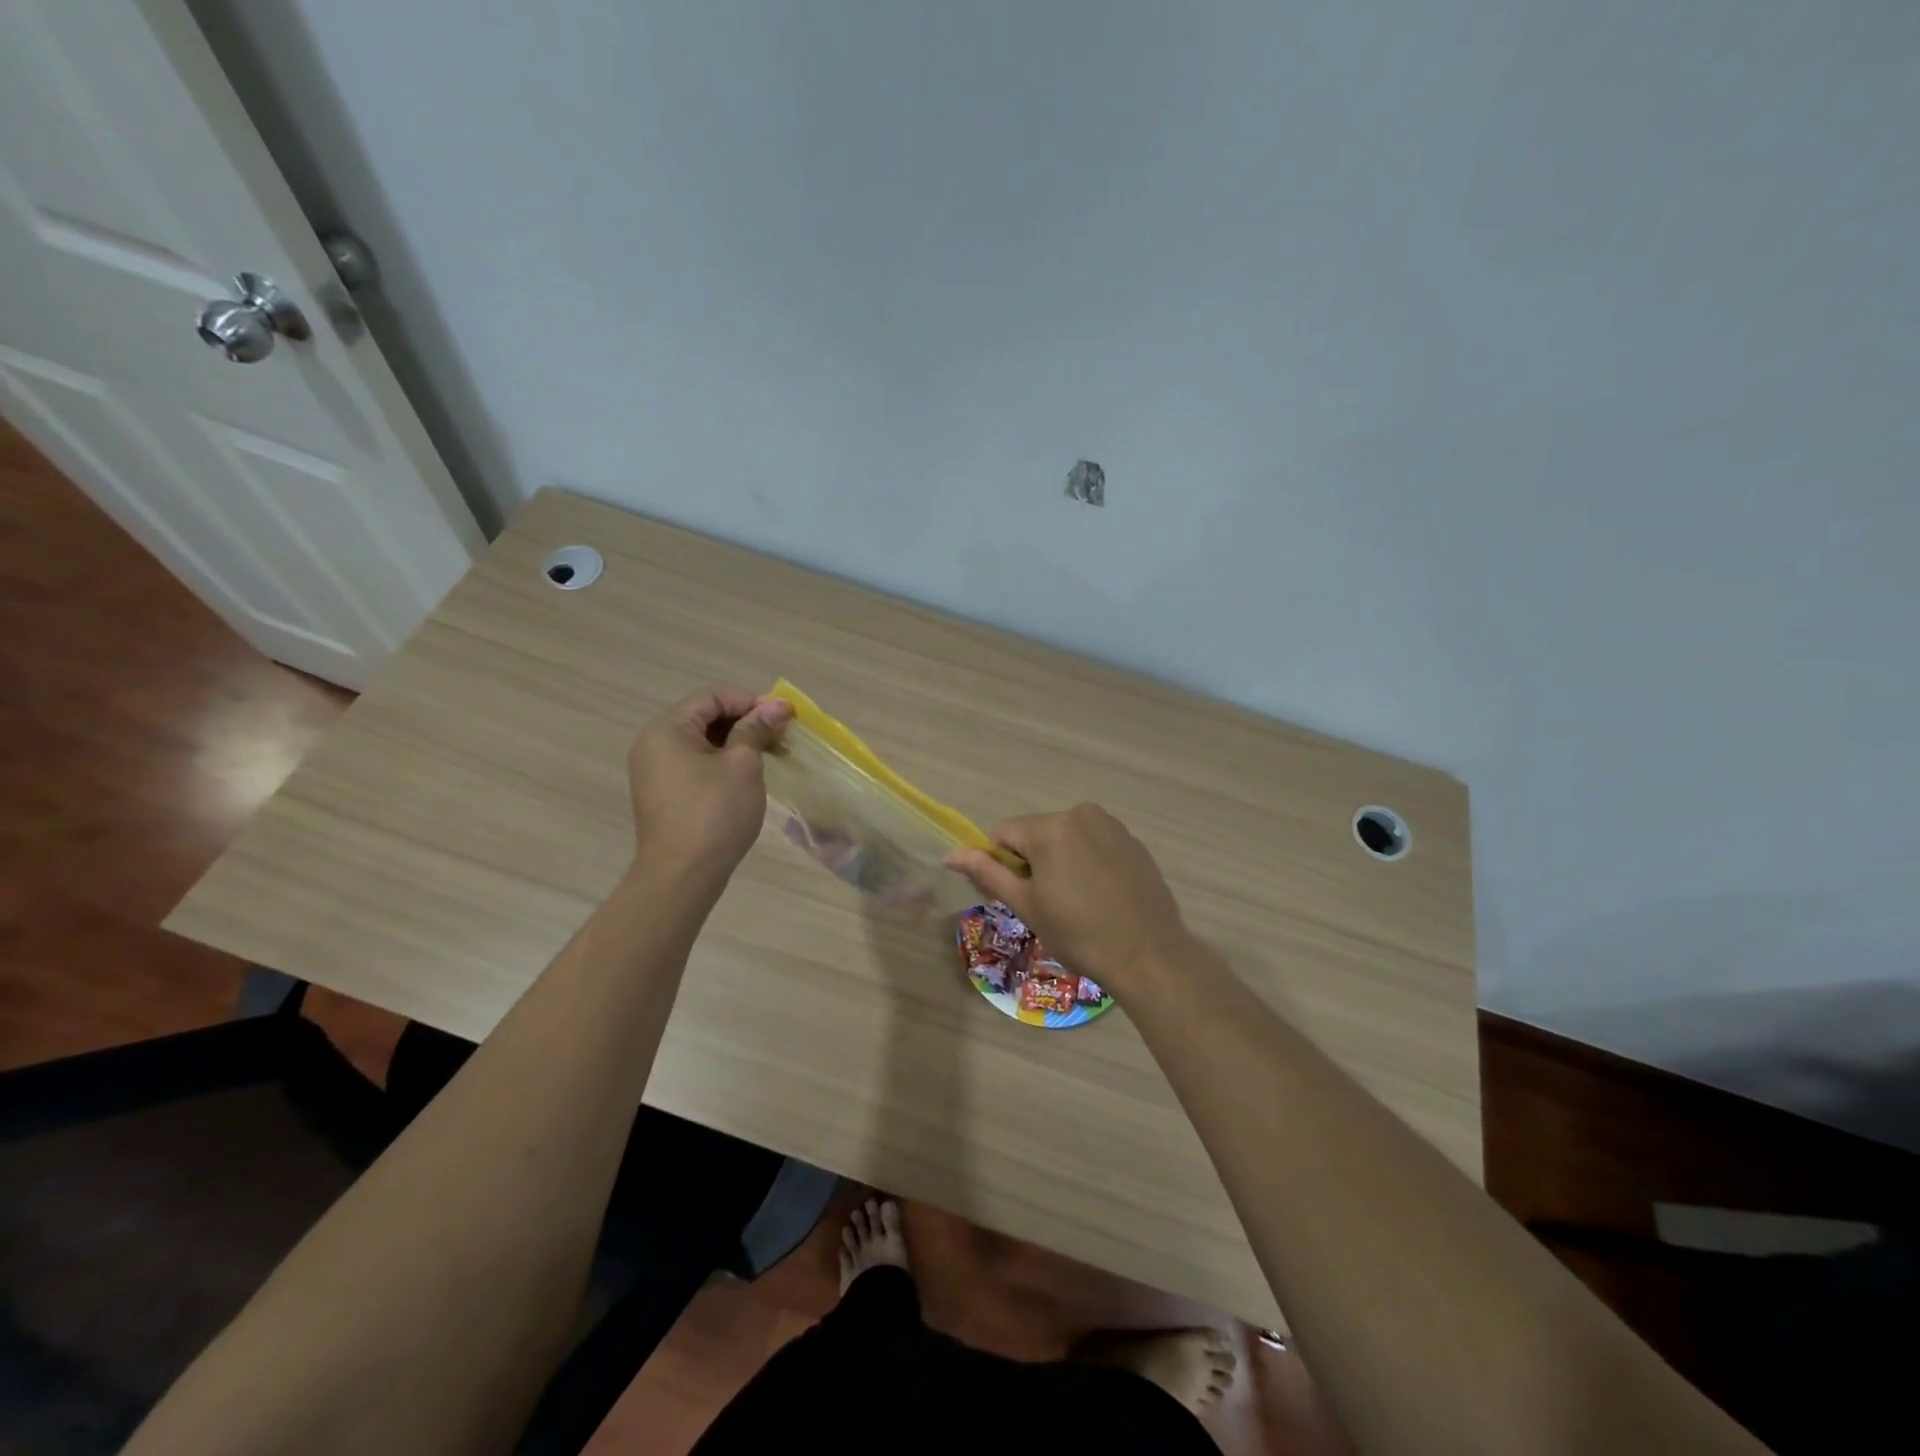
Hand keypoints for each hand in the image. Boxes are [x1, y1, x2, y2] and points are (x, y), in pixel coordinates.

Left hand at [627, 687, 791, 876]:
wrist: (682, 875)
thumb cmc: (714, 813)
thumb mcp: (743, 765)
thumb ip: (757, 729)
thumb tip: (777, 705)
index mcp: (667, 730)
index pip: (712, 697)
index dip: (751, 701)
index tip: (784, 716)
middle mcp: (654, 745)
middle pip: (705, 718)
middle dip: (746, 722)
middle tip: (782, 735)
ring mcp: (655, 773)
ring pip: (702, 744)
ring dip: (737, 744)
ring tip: (771, 756)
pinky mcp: (664, 796)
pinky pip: (696, 766)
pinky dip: (723, 764)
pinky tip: (748, 777)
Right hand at [945, 803, 1191, 992]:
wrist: (1149, 955)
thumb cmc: (1079, 934)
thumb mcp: (1026, 905)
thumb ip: (987, 873)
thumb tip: (950, 854)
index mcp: (1050, 827)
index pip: (1003, 834)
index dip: (1001, 865)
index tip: (1015, 896)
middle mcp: (1080, 814)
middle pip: (1036, 834)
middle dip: (1032, 862)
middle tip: (1046, 905)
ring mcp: (1112, 826)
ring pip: (1066, 838)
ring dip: (1060, 861)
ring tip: (1076, 902)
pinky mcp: (1133, 841)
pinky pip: (1095, 844)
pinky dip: (1088, 863)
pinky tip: (1100, 896)